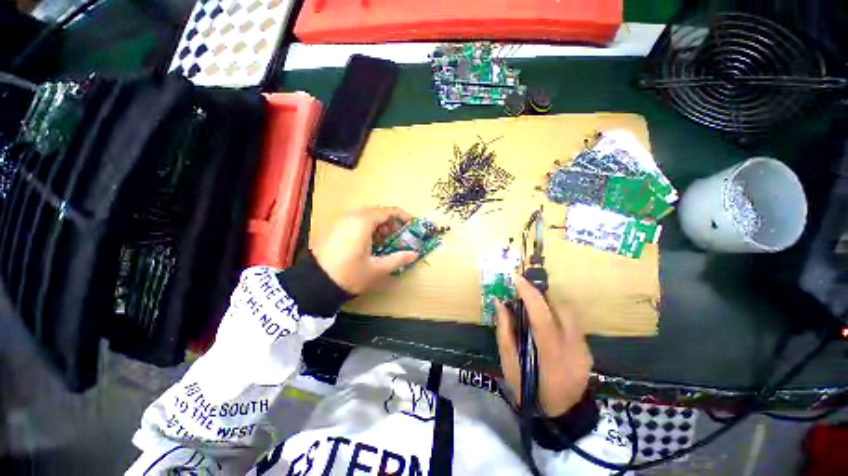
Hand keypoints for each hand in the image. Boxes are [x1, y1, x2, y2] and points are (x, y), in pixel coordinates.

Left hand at [312, 207, 418, 293]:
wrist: (314, 283)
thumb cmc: (349, 274)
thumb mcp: (376, 268)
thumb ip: (398, 259)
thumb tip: (415, 254)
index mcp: (363, 222)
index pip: (388, 211)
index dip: (403, 216)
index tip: (412, 224)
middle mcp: (352, 216)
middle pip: (377, 211)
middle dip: (391, 221)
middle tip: (400, 234)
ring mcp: (341, 221)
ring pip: (366, 215)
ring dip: (379, 224)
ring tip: (386, 239)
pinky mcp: (334, 228)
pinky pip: (355, 220)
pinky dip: (367, 226)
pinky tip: (370, 242)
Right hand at [495, 276, 592, 416]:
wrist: (562, 414)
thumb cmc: (529, 390)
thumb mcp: (509, 364)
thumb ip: (504, 331)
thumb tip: (500, 303)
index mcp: (551, 355)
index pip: (542, 317)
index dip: (530, 295)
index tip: (517, 279)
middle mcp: (573, 348)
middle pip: (563, 308)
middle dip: (543, 294)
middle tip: (525, 293)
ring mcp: (584, 348)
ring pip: (570, 312)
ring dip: (550, 302)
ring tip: (534, 305)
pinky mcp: (588, 349)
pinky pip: (572, 321)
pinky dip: (557, 314)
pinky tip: (546, 323)